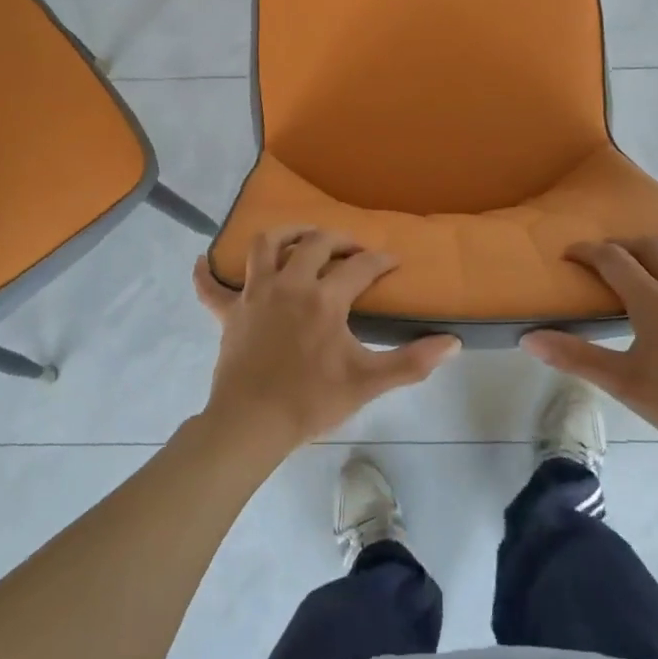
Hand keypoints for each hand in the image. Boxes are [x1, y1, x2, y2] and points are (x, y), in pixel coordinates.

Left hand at [192, 228, 459, 457]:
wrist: (252, 423)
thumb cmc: (311, 401)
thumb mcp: (368, 382)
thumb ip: (412, 362)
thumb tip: (453, 343)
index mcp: (324, 298)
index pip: (360, 267)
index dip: (381, 260)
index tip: (393, 262)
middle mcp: (289, 284)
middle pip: (315, 243)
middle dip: (339, 239)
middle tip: (352, 249)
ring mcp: (255, 295)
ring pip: (266, 245)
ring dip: (285, 234)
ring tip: (300, 238)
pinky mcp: (229, 313)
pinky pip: (211, 287)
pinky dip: (207, 273)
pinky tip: (203, 262)